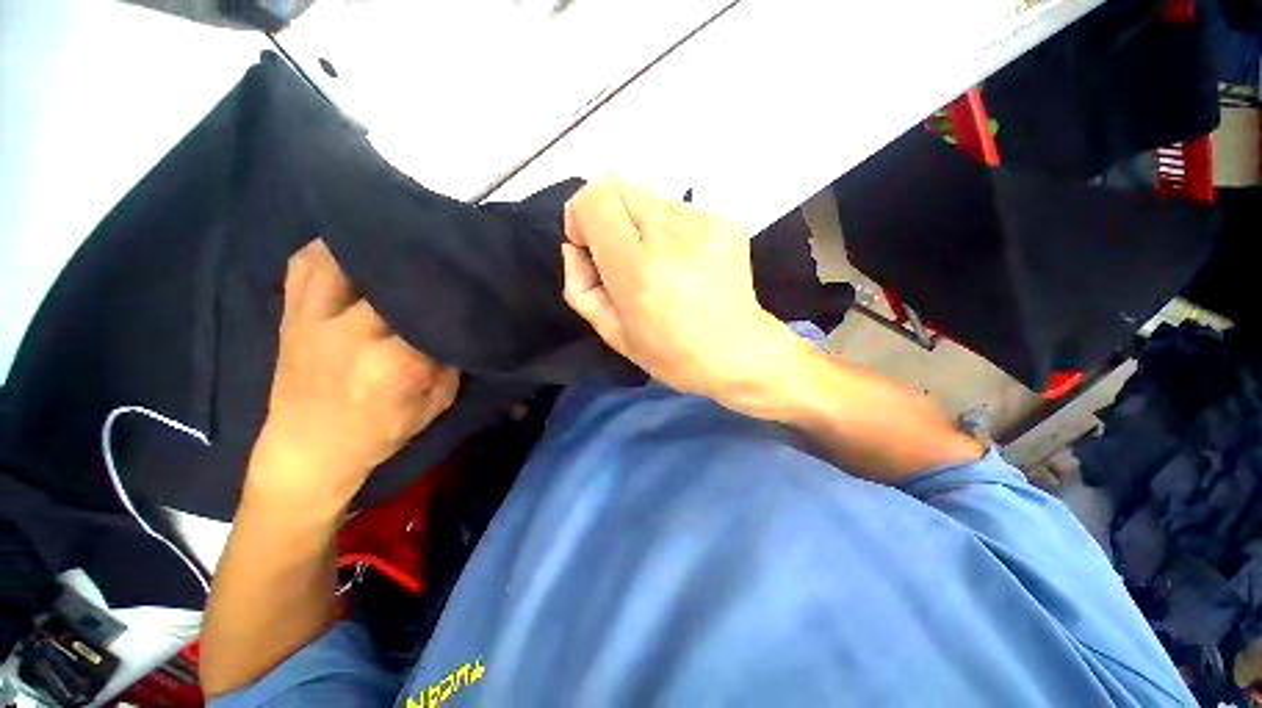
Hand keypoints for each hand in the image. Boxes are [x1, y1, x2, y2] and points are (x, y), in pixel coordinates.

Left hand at [248, 239, 459, 509]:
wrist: (307, 450)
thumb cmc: (380, 431)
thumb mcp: (436, 402)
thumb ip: (450, 360)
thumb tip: (460, 323)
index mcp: (395, 364)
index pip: (435, 312)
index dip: (458, 293)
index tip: (475, 281)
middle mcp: (352, 333)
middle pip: (393, 278)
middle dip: (424, 266)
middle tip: (448, 254)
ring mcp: (313, 317)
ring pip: (343, 258)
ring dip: (375, 245)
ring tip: (403, 237)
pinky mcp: (291, 312)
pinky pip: (306, 263)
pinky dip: (333, 248)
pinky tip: (357, 247)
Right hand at [562, 175, 808, 416]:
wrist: (738, 353)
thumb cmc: (670, 352)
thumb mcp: (612, 332)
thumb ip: (580, 286)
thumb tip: (574, 248)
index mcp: (636, 265)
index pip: (593, 197)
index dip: (581, 216)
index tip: (591, 248)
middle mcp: (670, 233)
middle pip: (618, 184)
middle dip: (608, 216)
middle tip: (623, 256)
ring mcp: (703, 221)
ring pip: (650, 197)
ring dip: (641, 224)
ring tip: (659, 264)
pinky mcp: (725, 220)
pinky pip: (680, 210)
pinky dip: (671, 230)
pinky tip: (685, 263)